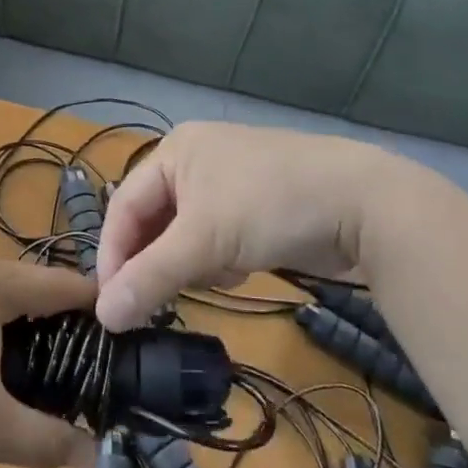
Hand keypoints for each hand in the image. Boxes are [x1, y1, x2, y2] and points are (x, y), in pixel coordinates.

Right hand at [95, 122, 405, 330]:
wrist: (364, 203)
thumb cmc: (270, 205)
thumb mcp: (204, 241)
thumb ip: (150, 277)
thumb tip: (103, 316)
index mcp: (175, 151)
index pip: (124, 205)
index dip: (114, 254)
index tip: (110, 303)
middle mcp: (196, 160)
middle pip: (154, 221)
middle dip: (160, 260)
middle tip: (157, 299)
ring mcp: (229, 183)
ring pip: (186, 235)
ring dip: (194, 262)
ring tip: (217, 275)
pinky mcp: (257, 207)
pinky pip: (217, 239)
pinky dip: (221, 259)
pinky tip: (240, 270)